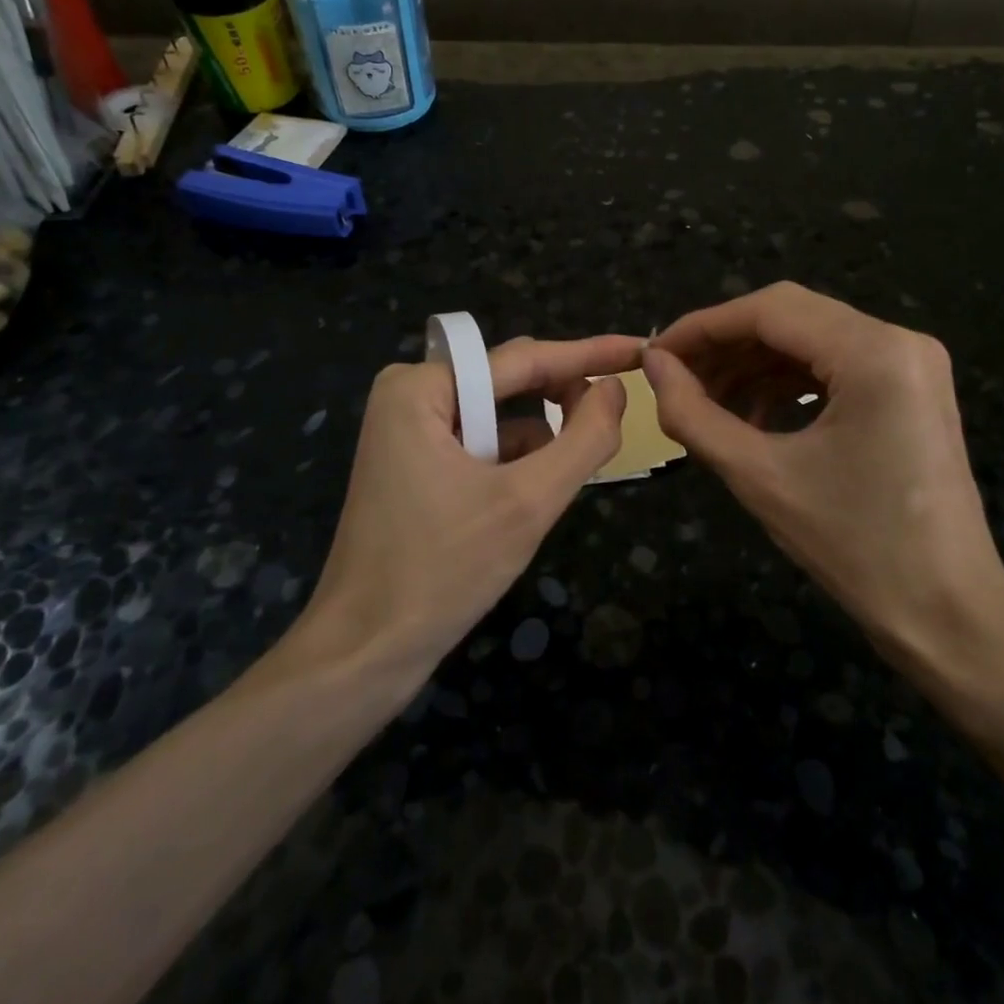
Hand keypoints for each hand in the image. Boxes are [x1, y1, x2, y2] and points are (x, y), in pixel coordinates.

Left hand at [287, 336, 639, 678]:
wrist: (363, 654)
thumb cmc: (441, 571)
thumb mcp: (527, 503)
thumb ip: (583, 439)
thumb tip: (615, 388)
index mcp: (421, 388)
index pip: (524, 359)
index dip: (589, 354)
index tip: (641, 350)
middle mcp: (410, 395)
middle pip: (510, 382)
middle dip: (563, 400)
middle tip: (617, 419)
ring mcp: (408, 431)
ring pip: (499, 417)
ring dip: (540, 441)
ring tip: (574, 470)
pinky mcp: (414, 465)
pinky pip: (481, 444)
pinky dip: (515, 463)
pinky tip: (534, 496)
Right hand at [644, 283, 1003, 699]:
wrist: (948, 615)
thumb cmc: (856, 549)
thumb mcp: (761, 477)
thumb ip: (695, 415)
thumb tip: (654, 367)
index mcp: (874, 352)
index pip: (769, 310)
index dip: (703, 327)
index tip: (654, 355)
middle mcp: (899, 340)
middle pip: (791, 317)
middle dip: (726, 345)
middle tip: (674, 379)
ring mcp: (911, 363)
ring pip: (810, 340)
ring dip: (753, 366)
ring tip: (704, 403)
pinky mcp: (910, 389)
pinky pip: (834, 366)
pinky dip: (786, 384)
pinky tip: (751, 417)